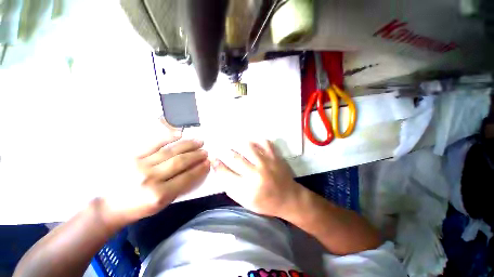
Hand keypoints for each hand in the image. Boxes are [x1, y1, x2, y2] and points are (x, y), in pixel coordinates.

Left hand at [103, 135, 209, 224]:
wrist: (110, 205)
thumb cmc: (140, 207)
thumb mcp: (163, 203)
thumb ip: (181, 186)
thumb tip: (197, 170)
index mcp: (159, 194)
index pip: (187, 177)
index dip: (200, 168)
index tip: (208, 162)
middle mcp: (150, 178)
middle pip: (180, 162)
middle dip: (196, 155)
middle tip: (205, 151)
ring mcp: (140, 165)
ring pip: (171, 151)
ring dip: (188, 145)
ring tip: (199, 141)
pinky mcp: (132, 156)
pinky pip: (154, 143)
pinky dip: (168, 137)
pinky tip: (180, 134)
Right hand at [212, 140, 301, 217]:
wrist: (289, 198)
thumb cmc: (266, 203)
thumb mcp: (245, 202)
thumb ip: (231, 188)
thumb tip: (221, 171)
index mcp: (247, 189)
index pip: (226, 173)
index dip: (217, 165)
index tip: (213, 159)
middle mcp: (256, 174)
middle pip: (235, 158)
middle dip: (226, 153)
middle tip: (224, 151)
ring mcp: (267, 163)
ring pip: (248, 147)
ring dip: (238, 144)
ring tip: (235, 144)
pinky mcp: (275, 157)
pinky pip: (264, 142)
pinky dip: (256, 140)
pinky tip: (251, 142)